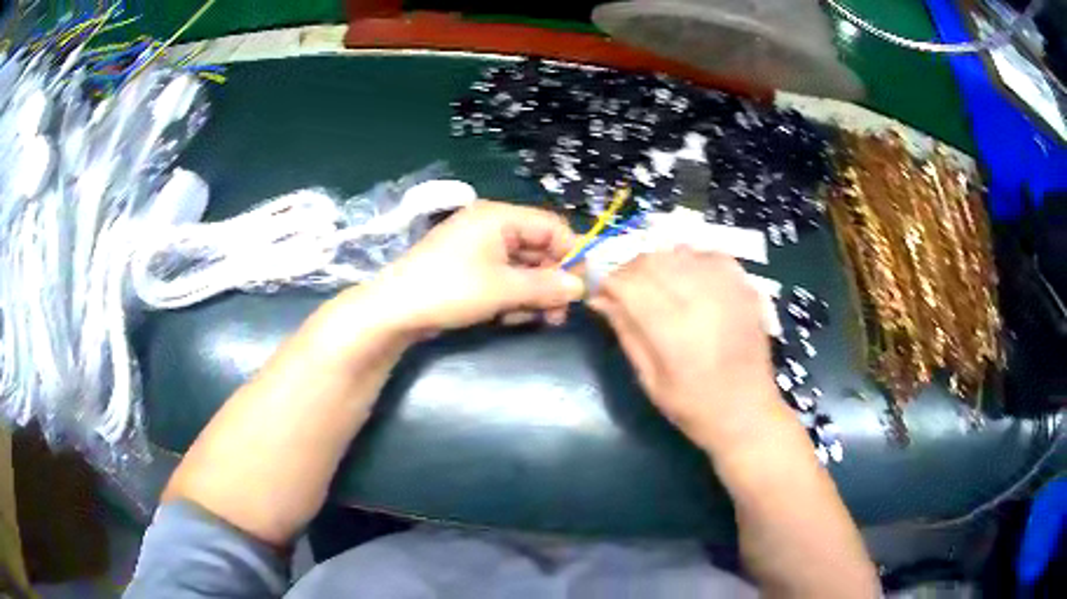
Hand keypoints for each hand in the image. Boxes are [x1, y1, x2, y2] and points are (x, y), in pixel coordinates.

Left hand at [338, 201, 585, 337]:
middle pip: (538, 248)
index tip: (583, 287)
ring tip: (536, 319)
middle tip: (559, 314)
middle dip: (551, 281)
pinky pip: (503, 278)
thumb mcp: (503, 289)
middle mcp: (491, 226)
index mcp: (499, 217)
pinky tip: (509, 317)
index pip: (551, 227)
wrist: (394, 310)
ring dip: (533, 293)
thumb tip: (581, 287)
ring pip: (522, 267)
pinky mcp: (469, 269)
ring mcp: (478, 248)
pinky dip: (512, 296)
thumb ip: (546, 286)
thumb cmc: (449, 290)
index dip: (571, 254)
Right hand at [588, 248, 790, 453]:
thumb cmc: (694, 407)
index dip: (608, 282)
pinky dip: (690, 260)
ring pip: (678, 252)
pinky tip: (687, 279)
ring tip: (656, 287)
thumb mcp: (650, 379)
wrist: (749, 413)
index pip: (628, 282)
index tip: (601, 294)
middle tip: (625, 291)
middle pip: (652, 260)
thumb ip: (626, 332)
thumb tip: (600, 298)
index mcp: (674, 328)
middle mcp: (701, 298)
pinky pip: (709, 254)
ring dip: (658, 263)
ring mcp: (727, 287)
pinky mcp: (745, 286)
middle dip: (629, 270)